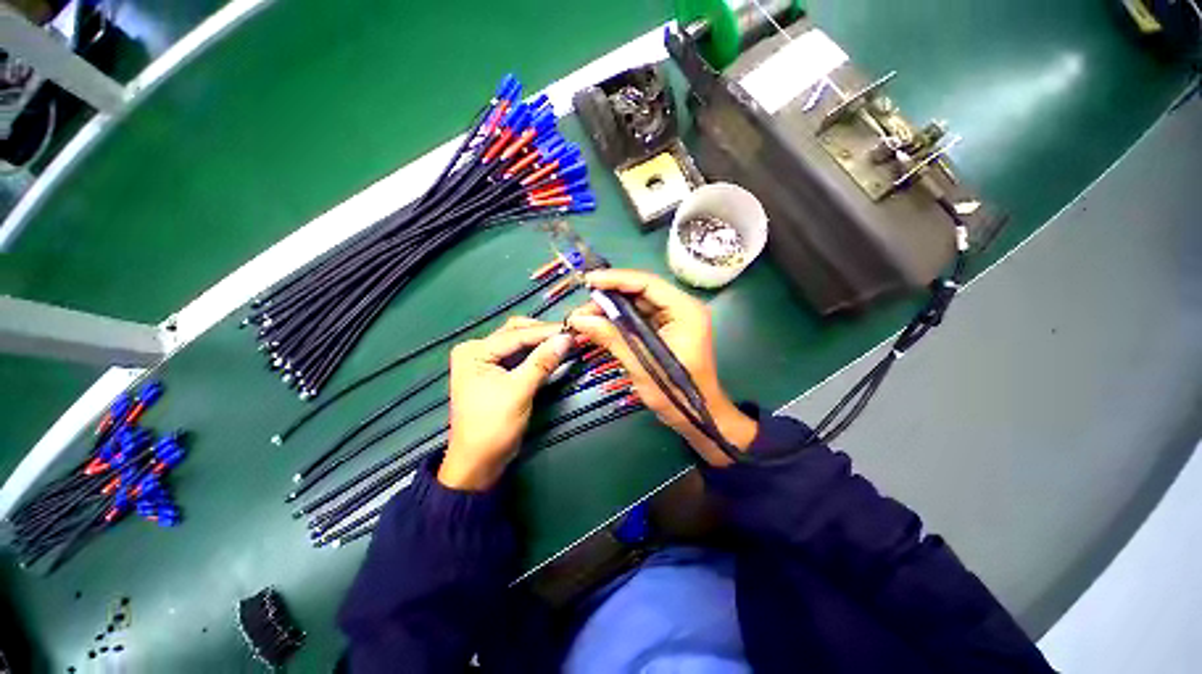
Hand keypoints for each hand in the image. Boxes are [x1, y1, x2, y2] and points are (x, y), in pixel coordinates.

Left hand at [440, 318, 572, 490]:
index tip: (573, 330)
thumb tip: (567, 338)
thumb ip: (543, 362)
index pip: (516, 335)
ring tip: (565, 342)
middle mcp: (477, 350)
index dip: (546, 332)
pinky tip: (552, 353)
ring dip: (541, 342)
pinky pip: (519, 356)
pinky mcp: (495, 372)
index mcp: (474, 351)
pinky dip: (536, 354)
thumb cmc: (493, 426)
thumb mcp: (519, 391)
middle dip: (542, 333)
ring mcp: (486, 361)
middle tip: (569, 335)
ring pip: (519, 343)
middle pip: (515, 333)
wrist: (478, 462)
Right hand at [567, 270, 756, 466]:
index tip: (589, 282)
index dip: (616, 279)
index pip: (648, 283)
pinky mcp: (665, 330)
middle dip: (609, 298)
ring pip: (637, 305)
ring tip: (585, 318)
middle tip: (582, 309)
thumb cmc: (677, 393)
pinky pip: (638, 319)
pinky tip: (599, 326)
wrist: (698, 417)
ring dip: (611, 310)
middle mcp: (681, 308)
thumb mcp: (642, 365)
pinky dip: (618, 322)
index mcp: (685, 311)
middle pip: (640, 292)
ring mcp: (673, 319)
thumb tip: (579, 320)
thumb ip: (613, 338)